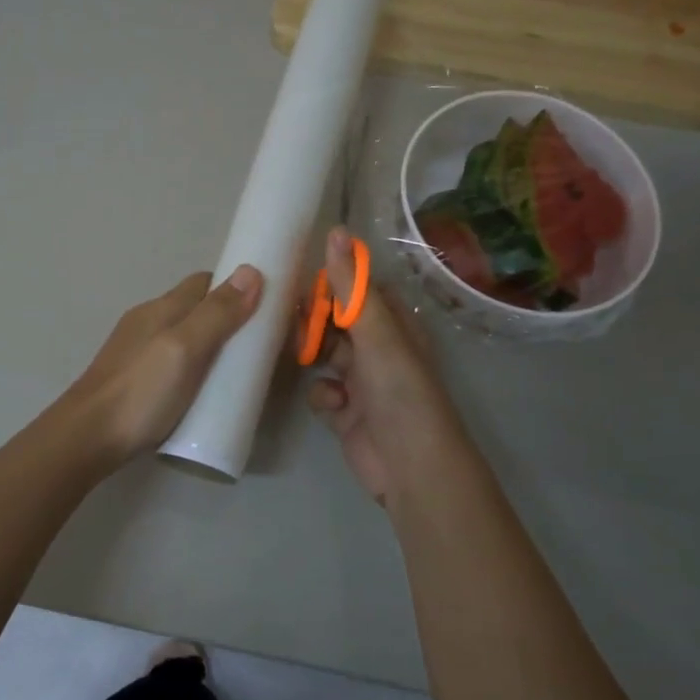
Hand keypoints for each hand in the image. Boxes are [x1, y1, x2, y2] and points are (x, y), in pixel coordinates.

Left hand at [65, 265, 263, 465]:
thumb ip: (216, 314)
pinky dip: (196, 366)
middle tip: (260, 347)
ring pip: (185, 336)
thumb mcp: (184, 349)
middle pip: (196, 309)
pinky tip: (205, 390)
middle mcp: (148, 322)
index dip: (236, 287)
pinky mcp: (135, 379)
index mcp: (161, 308)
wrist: (87, 439)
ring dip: (213, 345)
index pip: (205, 282)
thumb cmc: (140, 391)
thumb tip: (251, 271)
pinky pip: (175, 360)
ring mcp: (138, 351)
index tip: (268, 306)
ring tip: (239, 371)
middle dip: (229, 319)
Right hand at [308, 228, 468, 505]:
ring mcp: (362, 383)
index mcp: (394, 326)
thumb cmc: (400, 391)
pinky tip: (332, 405)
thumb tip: (336, 232)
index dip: (333, 283)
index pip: (360, 291)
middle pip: (337, 323)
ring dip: (314, 357)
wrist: (411, 467)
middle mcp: (379, 350)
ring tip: (303, 357)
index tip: (300, 277)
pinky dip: (322, 396)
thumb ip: (352, 287)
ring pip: (325, 356)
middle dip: (315, 322)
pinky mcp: (345, 412)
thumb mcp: (376, 334)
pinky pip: (322, 391)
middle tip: (288, 319)